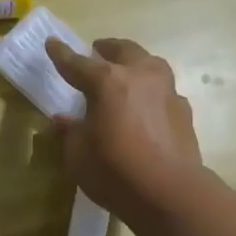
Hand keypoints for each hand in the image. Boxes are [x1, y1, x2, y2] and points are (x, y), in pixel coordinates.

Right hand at [46, 37, 200, 218]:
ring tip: (124, 76)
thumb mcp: (78, 154)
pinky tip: (145, 107)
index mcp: (108, 82)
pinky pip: (163, 91)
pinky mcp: (183, 111)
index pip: (77, 63)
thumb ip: (71, 131)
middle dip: (107, 49)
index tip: (52, 42)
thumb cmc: (114, 171)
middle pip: (123, 51)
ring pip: (149, 65)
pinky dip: (150, 93)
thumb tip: (64, 119)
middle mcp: (140, 76)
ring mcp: (167, 91)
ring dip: (134, 65)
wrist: (169, 193)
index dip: (61, 54)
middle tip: (96, 52)